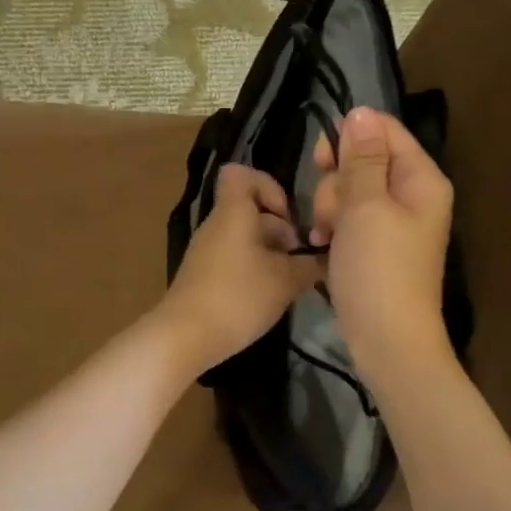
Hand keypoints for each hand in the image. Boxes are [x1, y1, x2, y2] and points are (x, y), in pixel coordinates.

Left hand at [157, 164, 321, 372]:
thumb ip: (310, 265)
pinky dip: (254, 271)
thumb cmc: (238, 297)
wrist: (185, 337)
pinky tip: (269, 297)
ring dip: (271, 255)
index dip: (269, 186)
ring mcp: (207, 252)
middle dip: (281, 231)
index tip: (288, 217)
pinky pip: (234, 260)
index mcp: (234, 212)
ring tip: (290, 283)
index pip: (241, 174)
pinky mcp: (203, 277)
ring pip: (245, 239)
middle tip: (301, 260)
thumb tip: (326, 258)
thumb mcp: (285, 281)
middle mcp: (217, 225)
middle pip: (251, 212)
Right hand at [309, 107, 454, 385]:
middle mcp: (413, 196)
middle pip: (365, 161)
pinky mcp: (378, 248)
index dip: (349, 138)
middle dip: (337, 182)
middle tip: (332, 212)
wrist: (387, 341)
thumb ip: (361, 158)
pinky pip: (351, 220)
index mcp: (421, 179)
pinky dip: (335, 229)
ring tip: (325, 235)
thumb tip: (361, 112)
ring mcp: (395, 224)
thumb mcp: (365, 207)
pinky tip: (323, 245)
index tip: (320, 160)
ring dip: (330, 208)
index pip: (385, 131)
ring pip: (352, 192)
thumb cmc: (378, 270)